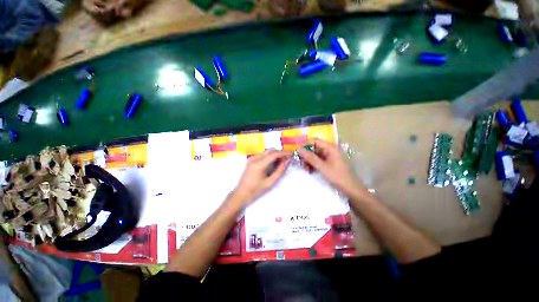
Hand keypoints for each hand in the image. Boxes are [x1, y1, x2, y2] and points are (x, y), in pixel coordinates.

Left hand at [231, 150, 291, 207]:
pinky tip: (273, 162)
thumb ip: (280, 170)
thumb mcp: (270, 182)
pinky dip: (270, 156)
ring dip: (275, 154)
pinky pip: (263, 154)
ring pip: (267, 151)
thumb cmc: (256, 190)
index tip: (292, 154)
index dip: (284, 153)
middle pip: (270, 150)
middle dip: (280, 152)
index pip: (274, 154)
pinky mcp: (251, 159)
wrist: (241, 194)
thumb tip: (288, 161)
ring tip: (282, 161)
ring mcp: (252, 158)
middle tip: (288, 158)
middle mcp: (255, 158)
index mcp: (259, 164)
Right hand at [298, 139, 362, 195]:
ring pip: (315, 154)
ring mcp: (329, 156)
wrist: (351, 189)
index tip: (296, 151)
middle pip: (314, 147)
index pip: (315, 141)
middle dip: (306, 154)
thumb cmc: (337, 176)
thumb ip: (310, 157)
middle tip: (300, 162)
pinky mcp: (328, 163)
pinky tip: (309, 170)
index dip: (305, 144)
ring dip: (308, 160)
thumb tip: (298, 149)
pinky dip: (312, 164)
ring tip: (305, 168)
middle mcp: (329, 150)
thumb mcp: (322, 167)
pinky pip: (317, 160)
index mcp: (330, 147)